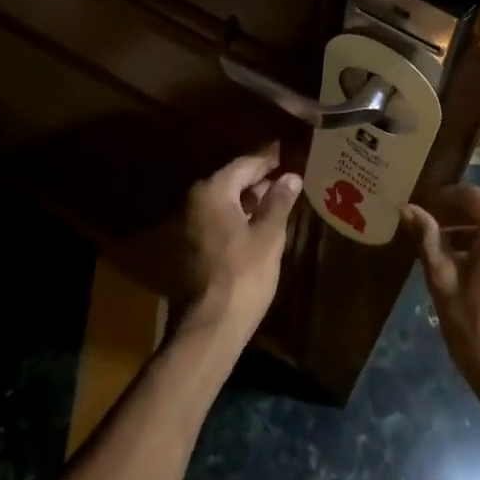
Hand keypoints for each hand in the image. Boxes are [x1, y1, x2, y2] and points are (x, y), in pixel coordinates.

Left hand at [175, 144, 300, 341]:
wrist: (209, 326)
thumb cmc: (244, 275)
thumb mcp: (269, 235)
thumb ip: (279, 201)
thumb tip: (290, 176)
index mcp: (213, 192)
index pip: (245, 164)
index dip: (269, 159)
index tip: (288, 152)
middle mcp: (195, 202)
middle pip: (232, 181)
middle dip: (259, 179)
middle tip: (288, 176)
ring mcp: (188, 226)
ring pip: (225, 202)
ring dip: (249, 200)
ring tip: (279, 200)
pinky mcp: (190, 248)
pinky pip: (218, 221)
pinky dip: (238, 218)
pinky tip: (259, 226)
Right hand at [403, 185, 479, 430]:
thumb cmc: (477, 330)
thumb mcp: (444, 283)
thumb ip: (428, 240)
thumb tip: (409, 210)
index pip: (473, 196)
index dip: (445, 197)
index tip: (422, 204)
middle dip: (460, 216)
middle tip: (430, 226)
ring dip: (478, 234)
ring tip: (447, 249)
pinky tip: (474, 268)